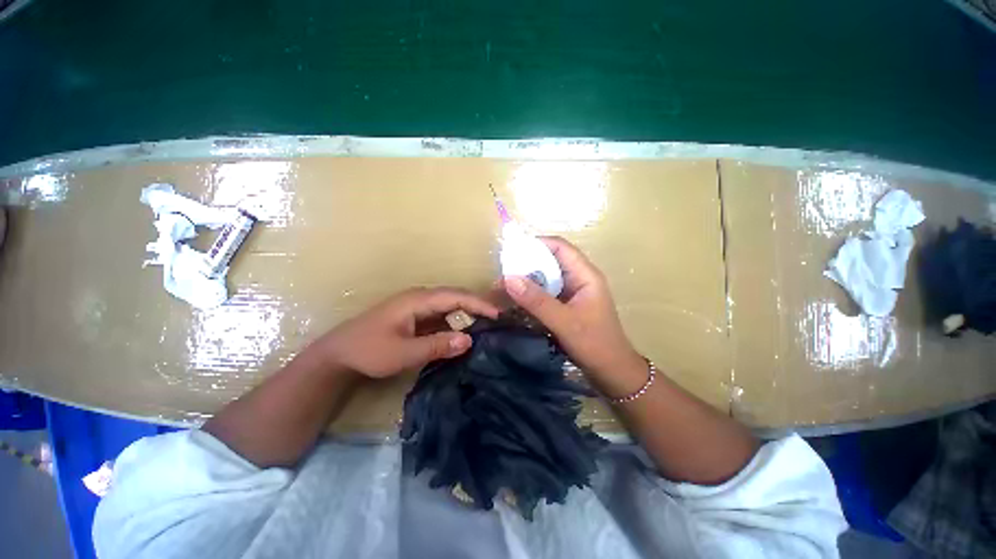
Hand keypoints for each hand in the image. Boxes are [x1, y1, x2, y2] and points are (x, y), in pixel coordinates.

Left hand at [316, 287, 499, 378]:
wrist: (338, 354)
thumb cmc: (368, 351)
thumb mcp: (403, 353)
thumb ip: (437, 346)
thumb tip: (470, 340)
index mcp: (417, 300)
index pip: (455, 296)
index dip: (478, 303)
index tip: (498, 314)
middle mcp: (420, 298)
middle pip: (455, 296)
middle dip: (477, 305)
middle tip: (498, 318)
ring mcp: (417, 306)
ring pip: (450, 304)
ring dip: (468, 312)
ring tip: (488, 324)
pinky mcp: (416, 316)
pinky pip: (442, 314)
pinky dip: (456, 321)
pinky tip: (465, 331)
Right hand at [503, 237, 646, 397]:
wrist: (612, 373)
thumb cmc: (595, 345)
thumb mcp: (564, 322)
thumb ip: (536, 301)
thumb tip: (508, 278)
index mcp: (585, 275)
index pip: (560, 247)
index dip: (537, 244)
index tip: (512, 251)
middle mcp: (578, 279)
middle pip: (550, 261)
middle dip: (526, 265)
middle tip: (502, 273)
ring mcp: (571, 293)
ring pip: (545, 278)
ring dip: (526, 281)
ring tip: (503, 286)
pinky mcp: (565, 306)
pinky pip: (545, 293)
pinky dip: (530, 295)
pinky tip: (515, 301)